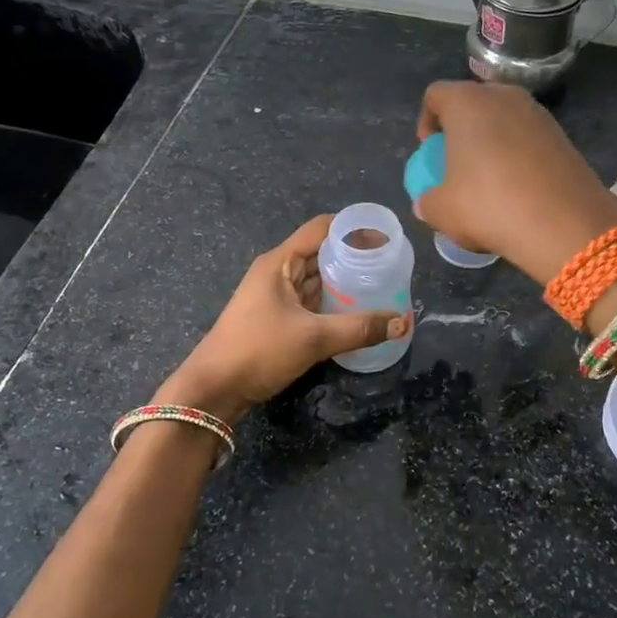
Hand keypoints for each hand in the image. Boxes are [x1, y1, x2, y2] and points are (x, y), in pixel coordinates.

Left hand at [159, 216, 410, 423]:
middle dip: (354, 256)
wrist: (214, 389)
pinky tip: (357, 310)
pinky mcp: (276, 316)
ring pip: (317, 277)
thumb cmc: (259, 351)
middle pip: (321, 252)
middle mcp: (278, 271)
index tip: (386, 237)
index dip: (353, 228)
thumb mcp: (313, 338)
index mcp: (280, 262)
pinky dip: (333, 301)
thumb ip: (360, 328)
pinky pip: (311, 299)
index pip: (322, 228)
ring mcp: (275, 294)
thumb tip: (403, 322)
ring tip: (382, 285)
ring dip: (345, 280)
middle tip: (391, 265)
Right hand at [413, 81, 616, 282]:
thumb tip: (427, 204)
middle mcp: (504, 97)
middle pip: (472, 102)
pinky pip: (528, 137)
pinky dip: (517, 154)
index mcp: (467, 103)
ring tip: (489, 179)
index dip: (426, 120)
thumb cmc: (489, 205)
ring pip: (503, 119)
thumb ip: (427, 202)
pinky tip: (518, 188)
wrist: (564, 224)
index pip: (436, 94)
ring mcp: (538, 114)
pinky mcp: (563, 135)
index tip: (430, 151)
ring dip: (491, 141)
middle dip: (461, 129)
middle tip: (457, 163)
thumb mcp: (442, 211)